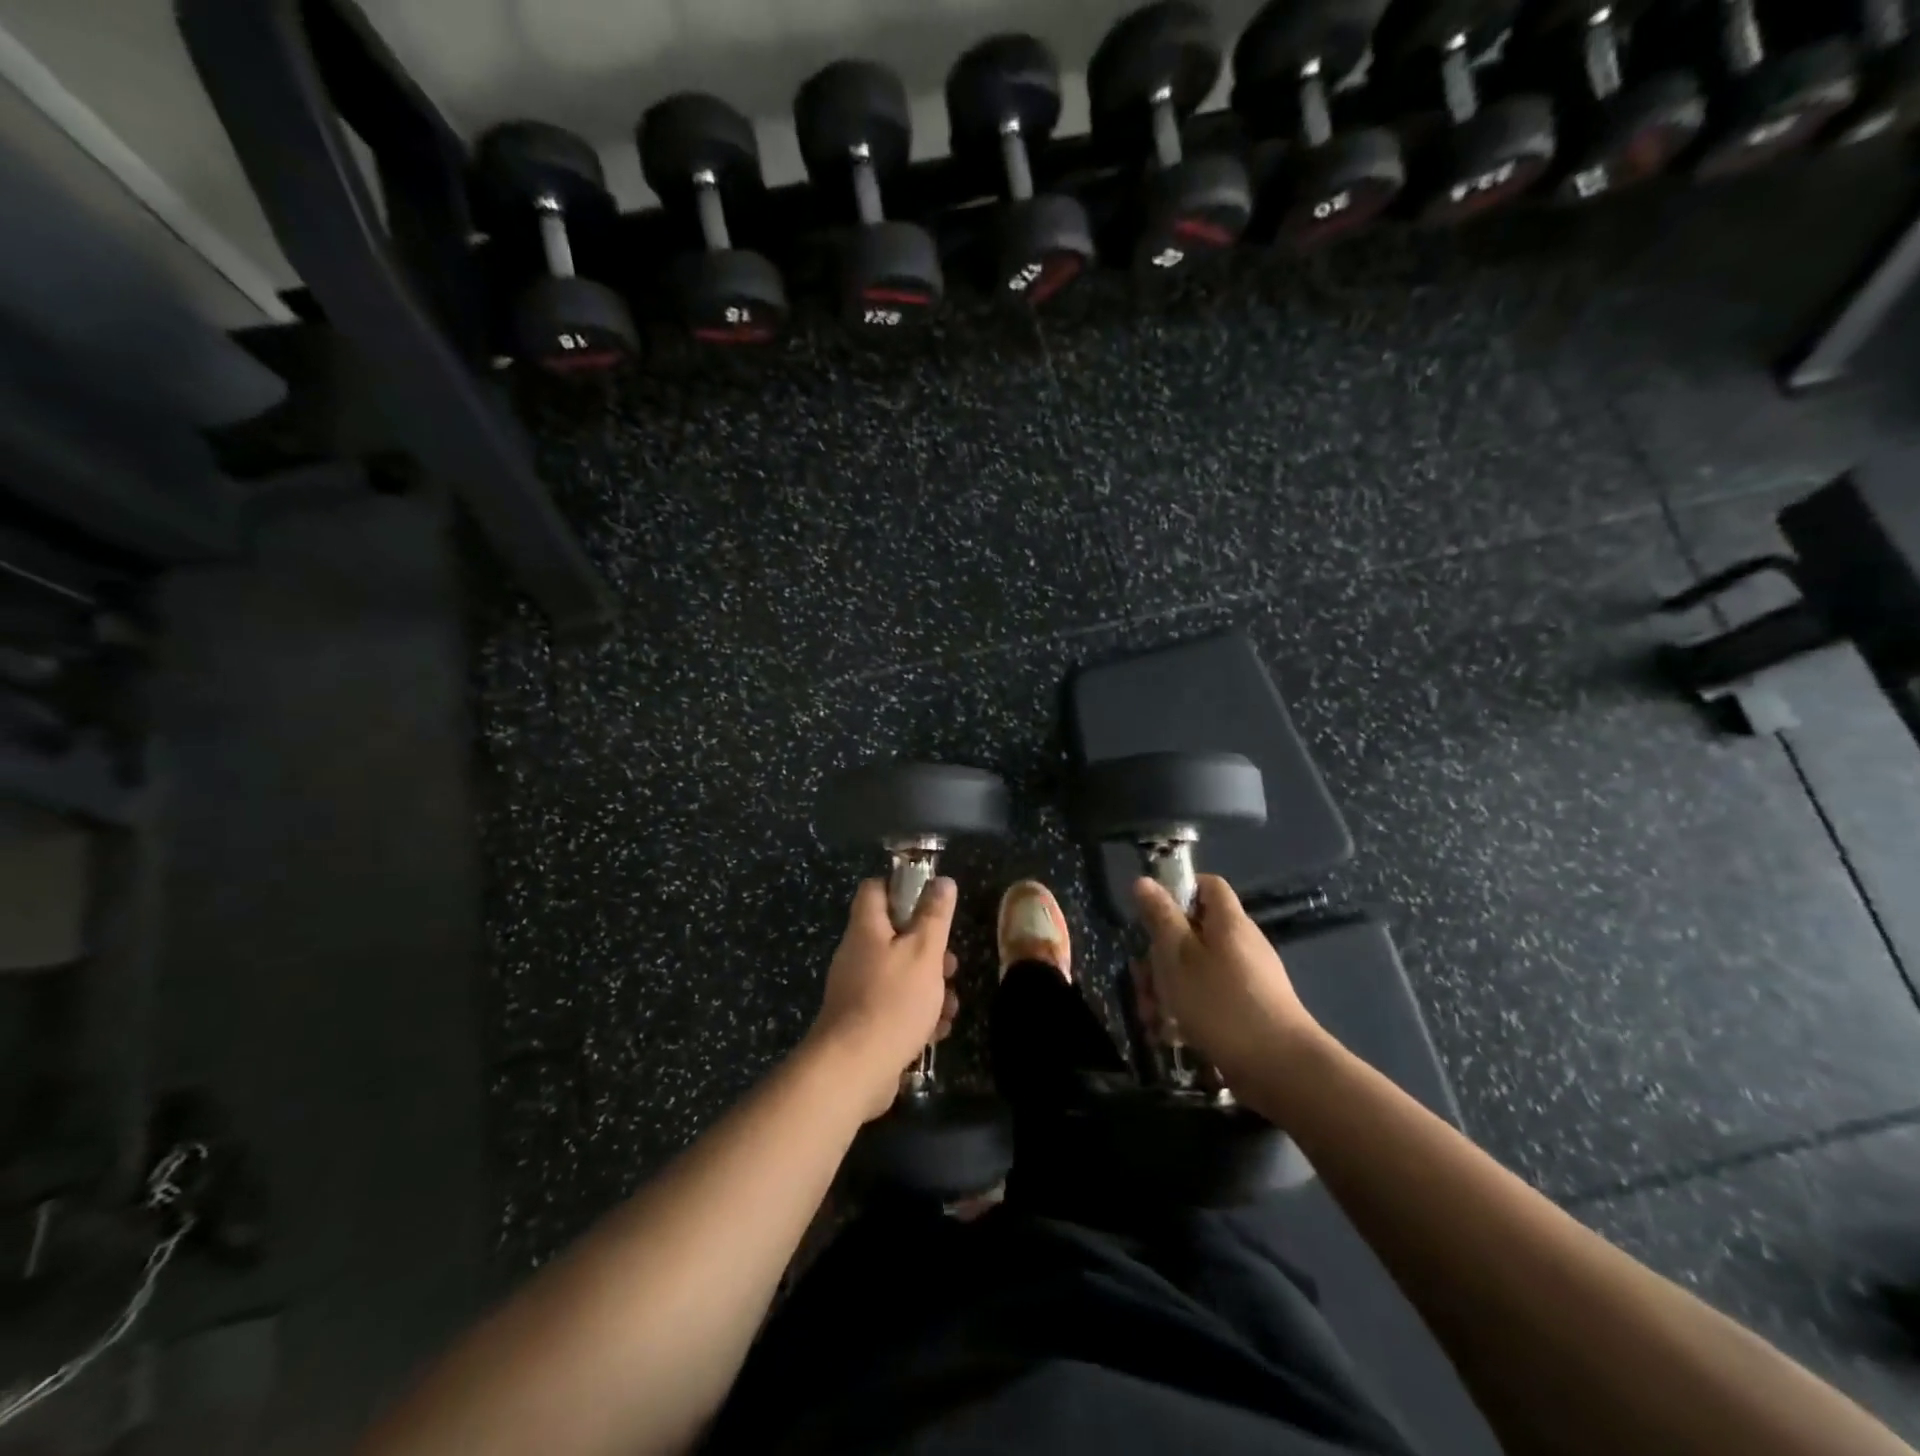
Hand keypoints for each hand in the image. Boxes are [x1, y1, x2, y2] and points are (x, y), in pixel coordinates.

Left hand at [808, 877, 959, 1121]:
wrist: (853, 1070)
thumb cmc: (892, 1001)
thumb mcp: (924, 952)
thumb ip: (935, 915)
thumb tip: (942, 880)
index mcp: (866, 929)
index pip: (875, 890)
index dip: (902, 888)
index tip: (931, 902)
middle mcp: (857, 955)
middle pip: (894, 936)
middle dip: (928, 949)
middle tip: (950, 964)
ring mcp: (857, 991)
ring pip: (899, 974)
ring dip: (929, 986)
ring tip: (951, 1004)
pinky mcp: (862, 1023)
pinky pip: (894, 1006)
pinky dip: (917, 1014)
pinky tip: (938, 1030)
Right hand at [1132, 874, 1320, 1091]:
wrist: (1280, 1070)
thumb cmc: (1221, 1003)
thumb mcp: (1178, 956)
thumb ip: (1160, 918)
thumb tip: (1144, 881)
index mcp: (1229, 923)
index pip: (1208, 886)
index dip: (1179, 891)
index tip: (1152, 916)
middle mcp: (1241, 945)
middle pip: (1194, 933)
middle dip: (1160, 956)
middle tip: (1142, 981)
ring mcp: (1248, 979)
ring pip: (1196, 970)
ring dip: (1168, 989)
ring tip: (1152, 1017)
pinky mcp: (1248, 1010)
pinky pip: (1210, 998)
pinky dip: (1188, 1011)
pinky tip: (1171, 1035)